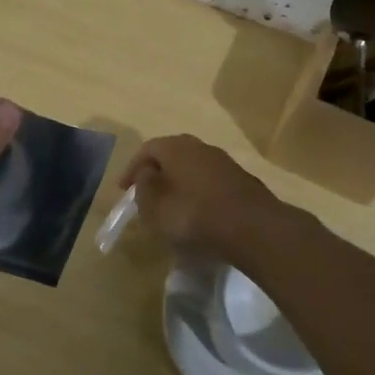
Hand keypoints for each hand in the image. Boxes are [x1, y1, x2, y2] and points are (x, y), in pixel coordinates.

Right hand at [118, 134, 282, 259]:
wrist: (252, 228)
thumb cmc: (193, 214)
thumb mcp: (154, 205)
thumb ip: (143, 185)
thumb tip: (146, 173)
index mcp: (176, 147)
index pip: (146, 149)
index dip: (131, 169)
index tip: (123, 189)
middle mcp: (200, 147)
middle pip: (172, 155)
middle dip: (157, 173)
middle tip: (146, 193)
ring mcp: (225, 162)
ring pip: (193, 168)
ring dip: (179, 184)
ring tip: (171, 206)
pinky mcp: (242, 181)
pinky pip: (211, 183)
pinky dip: (199, 194)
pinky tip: (198, 214)